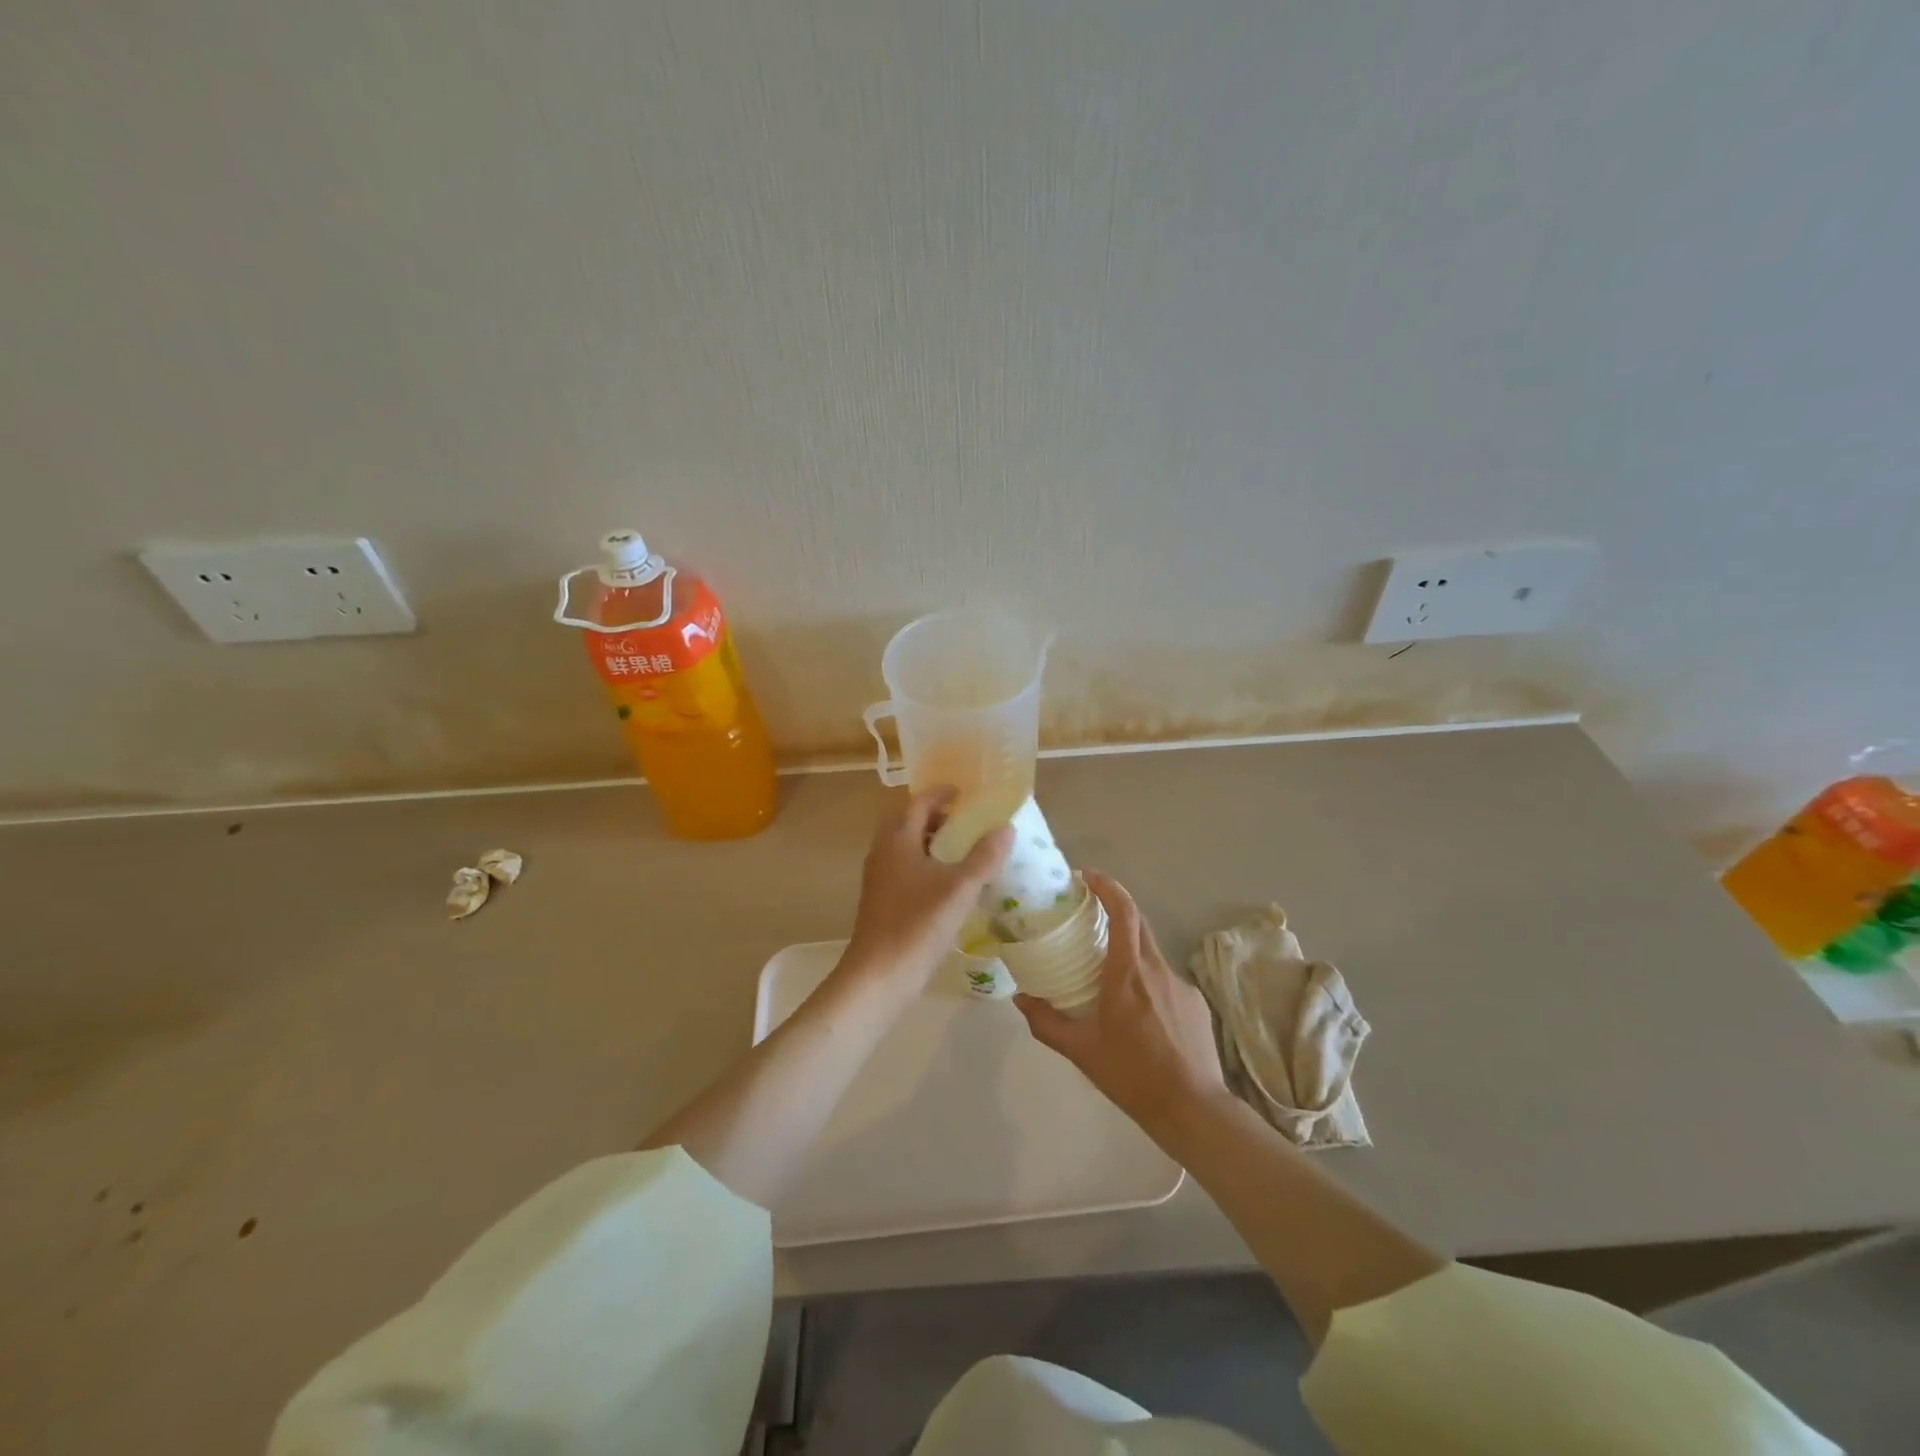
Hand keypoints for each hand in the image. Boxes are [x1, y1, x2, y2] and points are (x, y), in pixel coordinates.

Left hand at [840, 788, 1013, 994]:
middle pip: (912, 822)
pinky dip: (929, 866)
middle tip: (972, 822)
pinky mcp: (883, 900)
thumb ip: (985, 857)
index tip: (968, 793)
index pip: (920, 802)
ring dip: (935, 843)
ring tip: (968, 852)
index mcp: (898, 839)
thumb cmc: (918, 924)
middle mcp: (884, 851)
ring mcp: (880, 877)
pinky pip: (908, 869)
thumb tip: (1006, 828)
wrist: (879, 974)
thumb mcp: (960, 889)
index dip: (943, 794)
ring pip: (909, 847)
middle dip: (941, 818)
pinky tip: (951, 885)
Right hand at [1015, 871, 1227, 1135]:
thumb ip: (1047, 1022)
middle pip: (1138, 923)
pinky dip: (1147, 981)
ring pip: (1151, 953)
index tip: (1087, 877)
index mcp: (1128, 973)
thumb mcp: (1081, 1051)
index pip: (1123, 912)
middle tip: (1088, 915)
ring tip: (1108, 974)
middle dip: (1115, 910)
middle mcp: (1157, 969)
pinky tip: (1139, 1013)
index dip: (1107, 887)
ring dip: (1129, 950)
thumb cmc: (1132, 1074)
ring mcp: (1181, 985)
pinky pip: (1166, 979)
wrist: (1193, 1109)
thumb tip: (1020, 998)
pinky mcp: (1196, 1003)